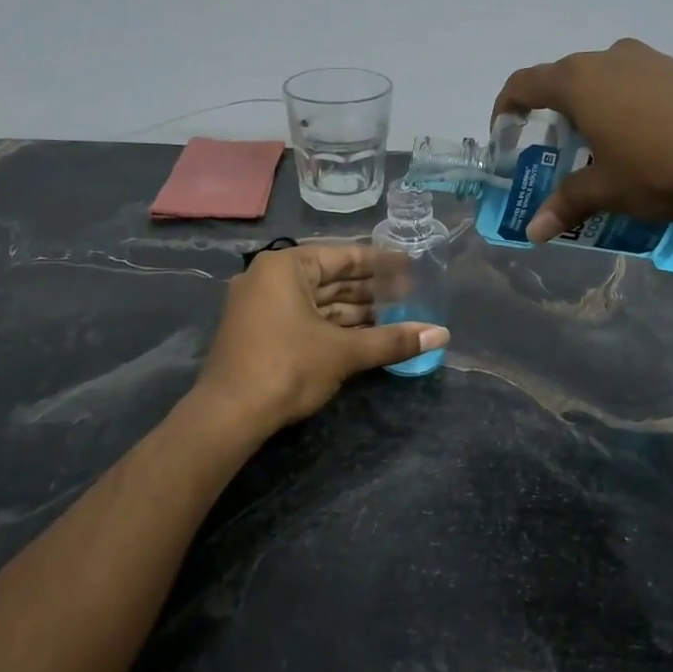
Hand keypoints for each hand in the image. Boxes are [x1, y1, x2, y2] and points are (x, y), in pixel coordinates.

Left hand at [196, 244, 448, 431]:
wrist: (229, 415)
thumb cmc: (287, 367)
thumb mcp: (344, 352)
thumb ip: (393, 340)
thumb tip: (443, 335)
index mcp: (285, 267)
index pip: (343, 256)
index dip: (380, 263)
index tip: (410, 267)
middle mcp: (269, 279)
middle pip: (331, 279)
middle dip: (371, 290)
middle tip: (411, 295)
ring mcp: (261, 307)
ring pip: (319, 303)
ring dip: (356, 312)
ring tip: (397, 317)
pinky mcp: (261, 334)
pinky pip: (306, 320)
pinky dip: (335, 328)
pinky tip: (367, 336)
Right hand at [493, 38, 672, 241]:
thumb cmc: (657, 165)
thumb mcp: (606, 190)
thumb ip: (566, 204)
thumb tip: (533, 232)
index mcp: (578, 81)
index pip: (524, 83)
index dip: (506, 106)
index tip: (505, 131)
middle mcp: (610, 58)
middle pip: (565, 79)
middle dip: (554, 113)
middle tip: (558, 150)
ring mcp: (651, 59)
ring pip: (605, 79)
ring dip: (594, 108)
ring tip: (603, 148)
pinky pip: (639, 83)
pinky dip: (628, 106)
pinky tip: (646, 141)